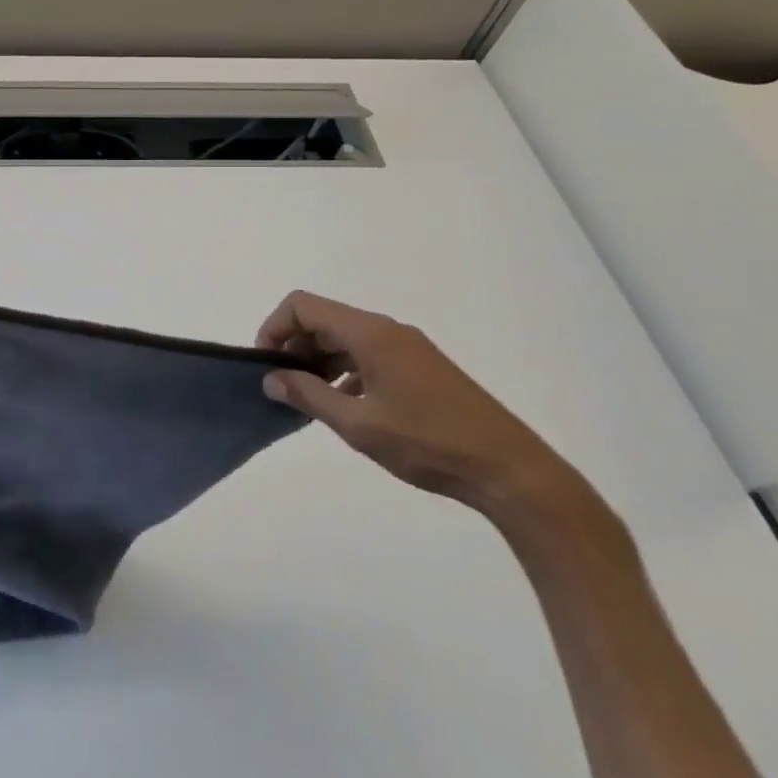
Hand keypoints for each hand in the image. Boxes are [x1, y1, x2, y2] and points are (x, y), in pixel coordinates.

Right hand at [257, 290, 583, 522]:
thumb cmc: (430, 443)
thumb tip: (271, 378)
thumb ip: (309, 396)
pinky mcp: (421, 367)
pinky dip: (345, 369)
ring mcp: (407, 347)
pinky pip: (368, 353)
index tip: (266, 365)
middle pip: (323, 318)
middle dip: (294, 344)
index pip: (303, 306)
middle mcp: (387, 329)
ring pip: (345, 337)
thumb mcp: (359, 425)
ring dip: (318, 359)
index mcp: (370, 333)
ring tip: (308, 398)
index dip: (275, 327)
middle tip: (282, 385)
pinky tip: (344, 405)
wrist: (512, 471)